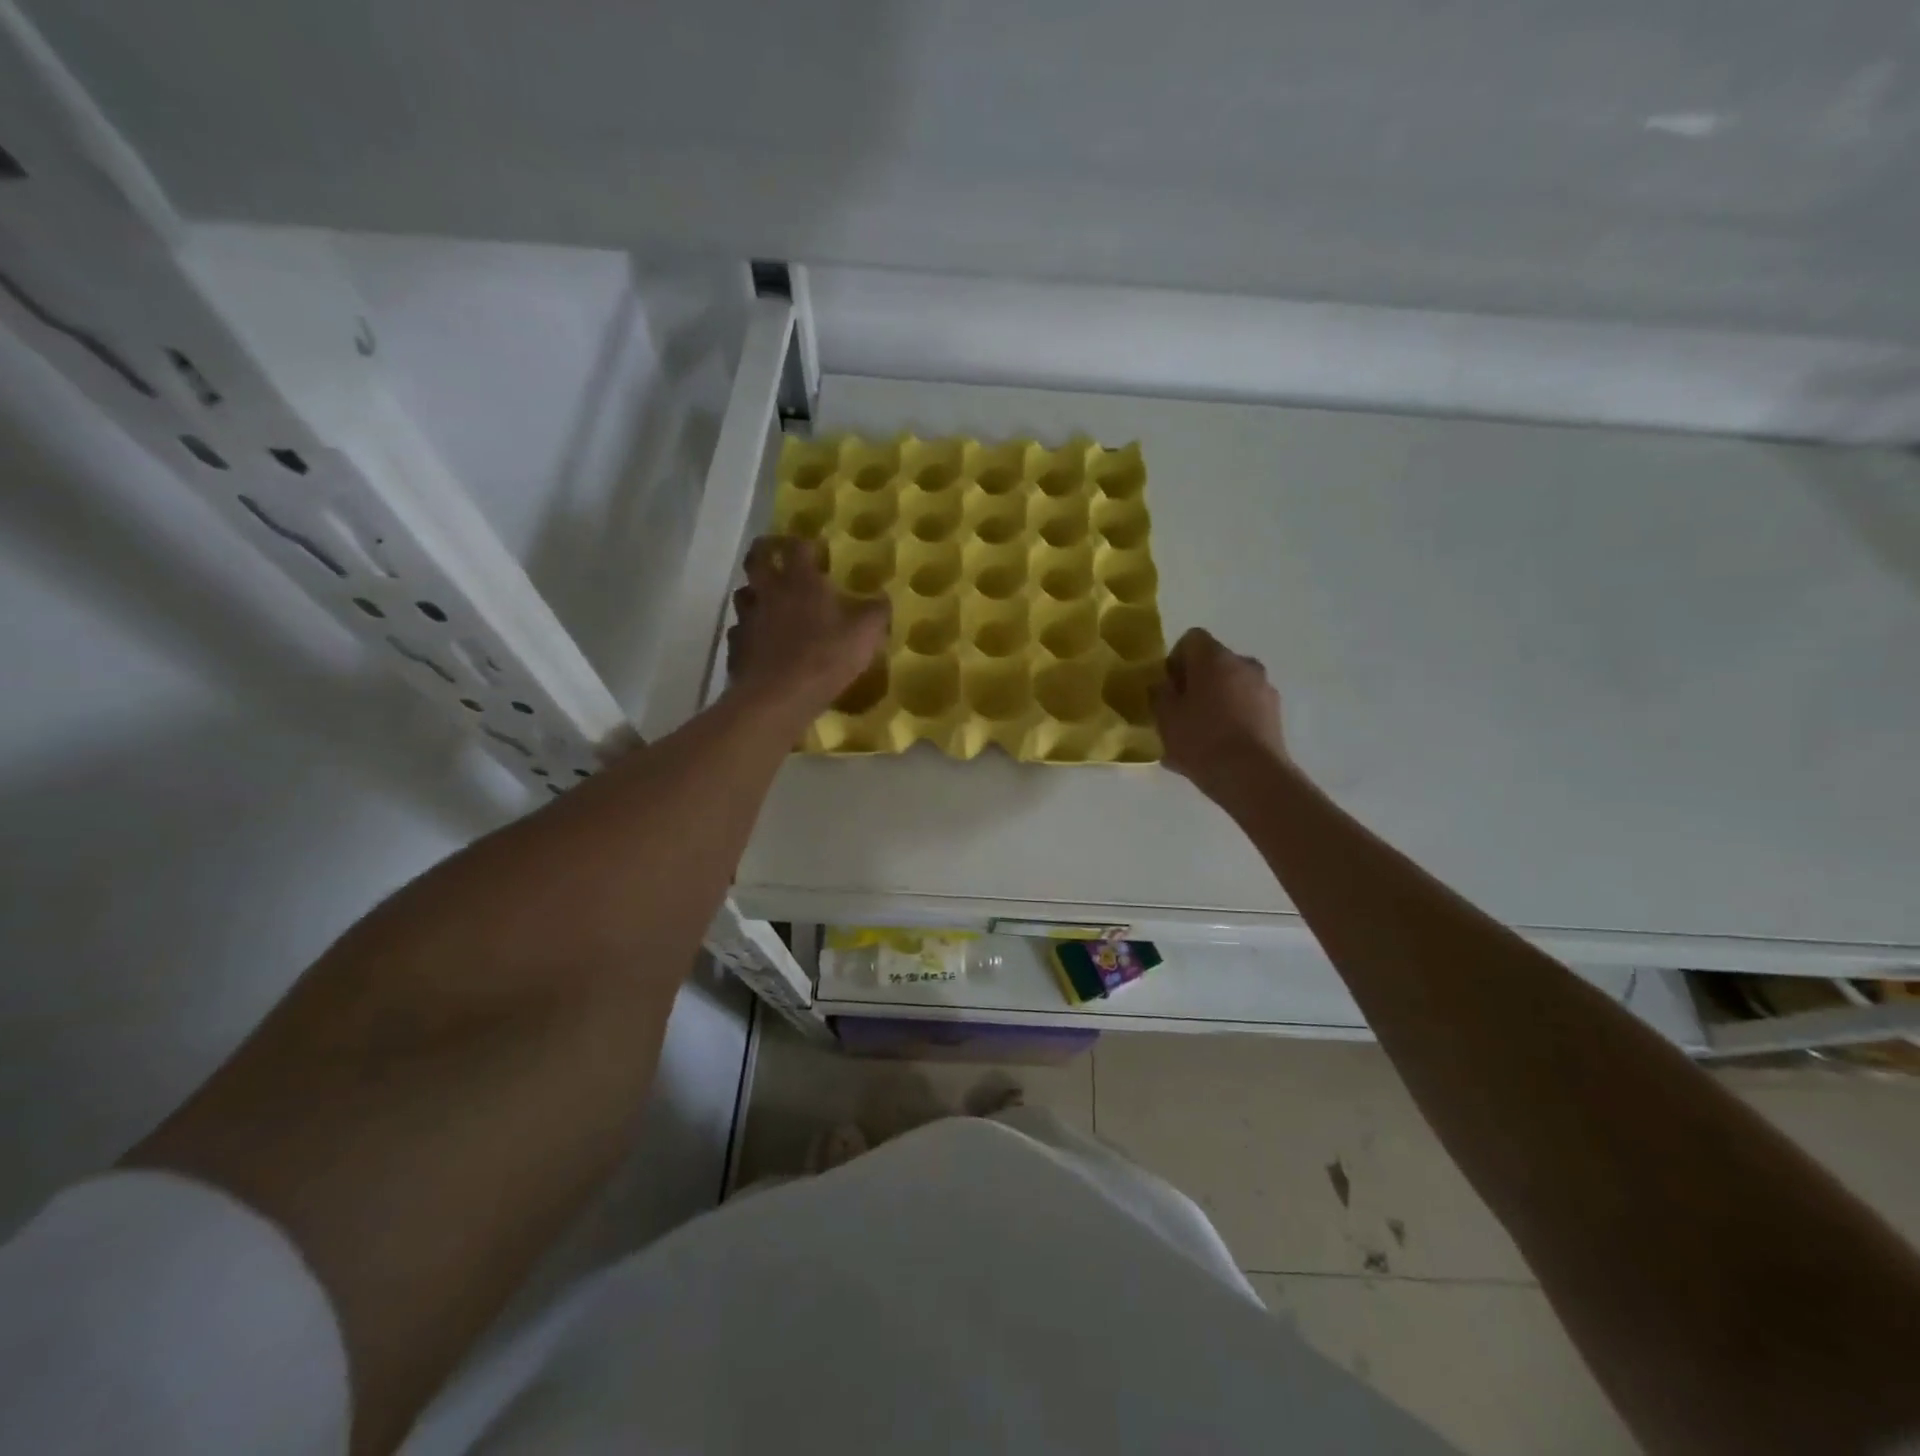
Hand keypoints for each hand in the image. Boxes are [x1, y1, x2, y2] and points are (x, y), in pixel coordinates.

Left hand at [727, 537, 888, 719]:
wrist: (777, 698)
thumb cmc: (825, 658)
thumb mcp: (865, 635)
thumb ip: (876, 612)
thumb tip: (883, 597)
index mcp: (800, 581)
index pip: (797, 546)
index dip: (806, 543)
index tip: (815, 548)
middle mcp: (769, 591)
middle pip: (757, 558)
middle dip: (766, 551)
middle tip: (777, 555)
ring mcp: (747, 618)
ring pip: (744, 593)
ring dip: (755, 592)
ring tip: (769, 602)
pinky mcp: (735, 646)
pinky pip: (739, 630)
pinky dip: (749, 631)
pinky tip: (761, 642)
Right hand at [1152, 628, 1289, 797]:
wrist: (1252, 776)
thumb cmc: (1201, 739)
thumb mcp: (1165, 717)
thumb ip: (1160, 694)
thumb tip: (1163, 686)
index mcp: (1215, 658)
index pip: (1191, 639)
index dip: (1175, 660)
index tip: (1168, 688)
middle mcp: (1244, 664)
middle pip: (1213, 663)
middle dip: (1195, 683)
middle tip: (1180, 713)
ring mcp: (1264, 689)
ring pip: (1230, 687)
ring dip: (1214, 701)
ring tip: (1198, 736)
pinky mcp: (1275, 714)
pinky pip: (1244, 708)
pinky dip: (1230, 719)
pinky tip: (1217, 748)